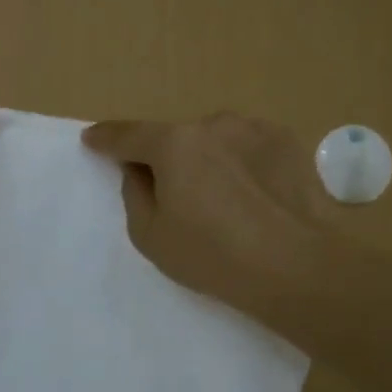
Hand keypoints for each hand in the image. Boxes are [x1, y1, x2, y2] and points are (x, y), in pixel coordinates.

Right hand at [83, 112, 334, 331]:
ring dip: (207, 160)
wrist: (299, 268)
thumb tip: (140, 171)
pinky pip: (248, 149)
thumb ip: (135, 194)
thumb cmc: (214, 257)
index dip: (105, 138)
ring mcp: (255, 129)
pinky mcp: (288, 142)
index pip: (128, 135)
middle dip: (166, 158)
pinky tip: (253, 198)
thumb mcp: (151, 236)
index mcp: (174, 144)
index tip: (92, 140)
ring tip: (221, 201)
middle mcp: (214, 124)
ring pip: (215, 141)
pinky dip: (241, 165)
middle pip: (175, 138)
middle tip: (172, 196)